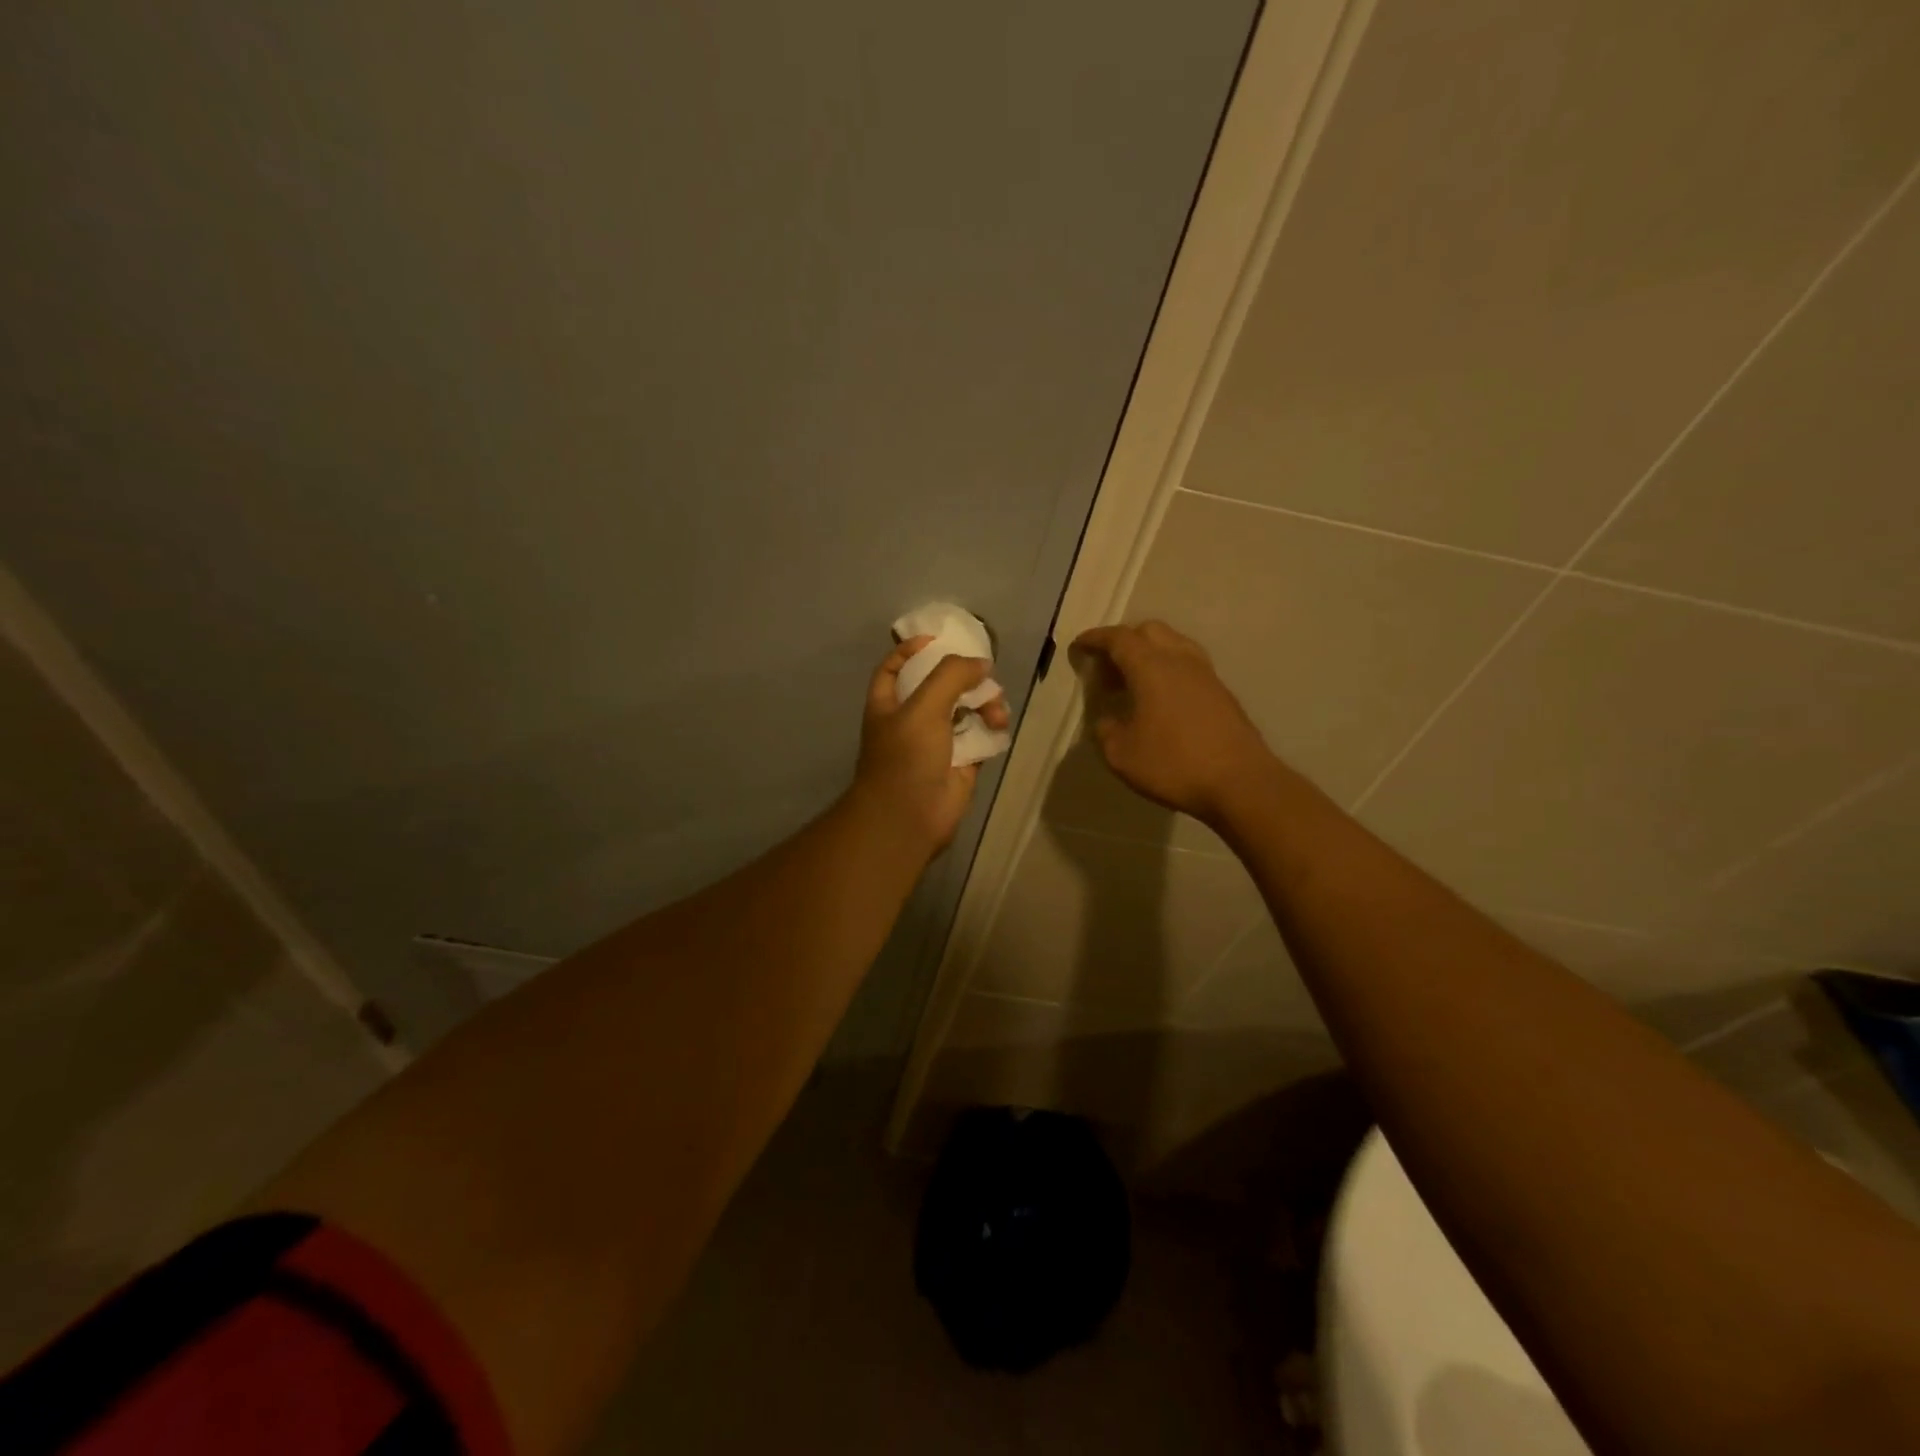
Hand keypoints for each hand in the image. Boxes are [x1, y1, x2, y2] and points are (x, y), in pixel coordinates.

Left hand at [851, 636, 1011, 852]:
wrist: (910, 817)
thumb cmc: (906, 757)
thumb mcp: (923, 706)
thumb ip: (951, 676)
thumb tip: (982, 665)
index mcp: (889, 703)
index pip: (896, 666)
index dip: (912, 649)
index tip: (938, 640)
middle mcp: (912, 719)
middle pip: (941, 685)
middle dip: (965, 678)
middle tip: (986, 678)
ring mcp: (937, 742)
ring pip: (966, 710)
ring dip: (985, 704)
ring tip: (996, 713)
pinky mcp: (961, 762)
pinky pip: (980, 735)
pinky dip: (992, 728)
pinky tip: (1000, 727)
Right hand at [1070, 620, 1274, 826]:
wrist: (1240, 782)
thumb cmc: (1174, 764)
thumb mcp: (1121, 755)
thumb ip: (1106, 731)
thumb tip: (1108, 720)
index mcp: (1151, 667)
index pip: (1118, 639)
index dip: (1095, 639)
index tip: (1079, 646)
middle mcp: (1180, 660)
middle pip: (1149, 631)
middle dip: (1123, 641)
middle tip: (1106, 668)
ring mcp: (1206, 674)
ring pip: (1173, 644)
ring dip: (1149, 653)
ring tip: (1133, 682)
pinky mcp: (1222, 692)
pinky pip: (1188, 665)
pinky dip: (1167, 669)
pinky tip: (1160, 699)